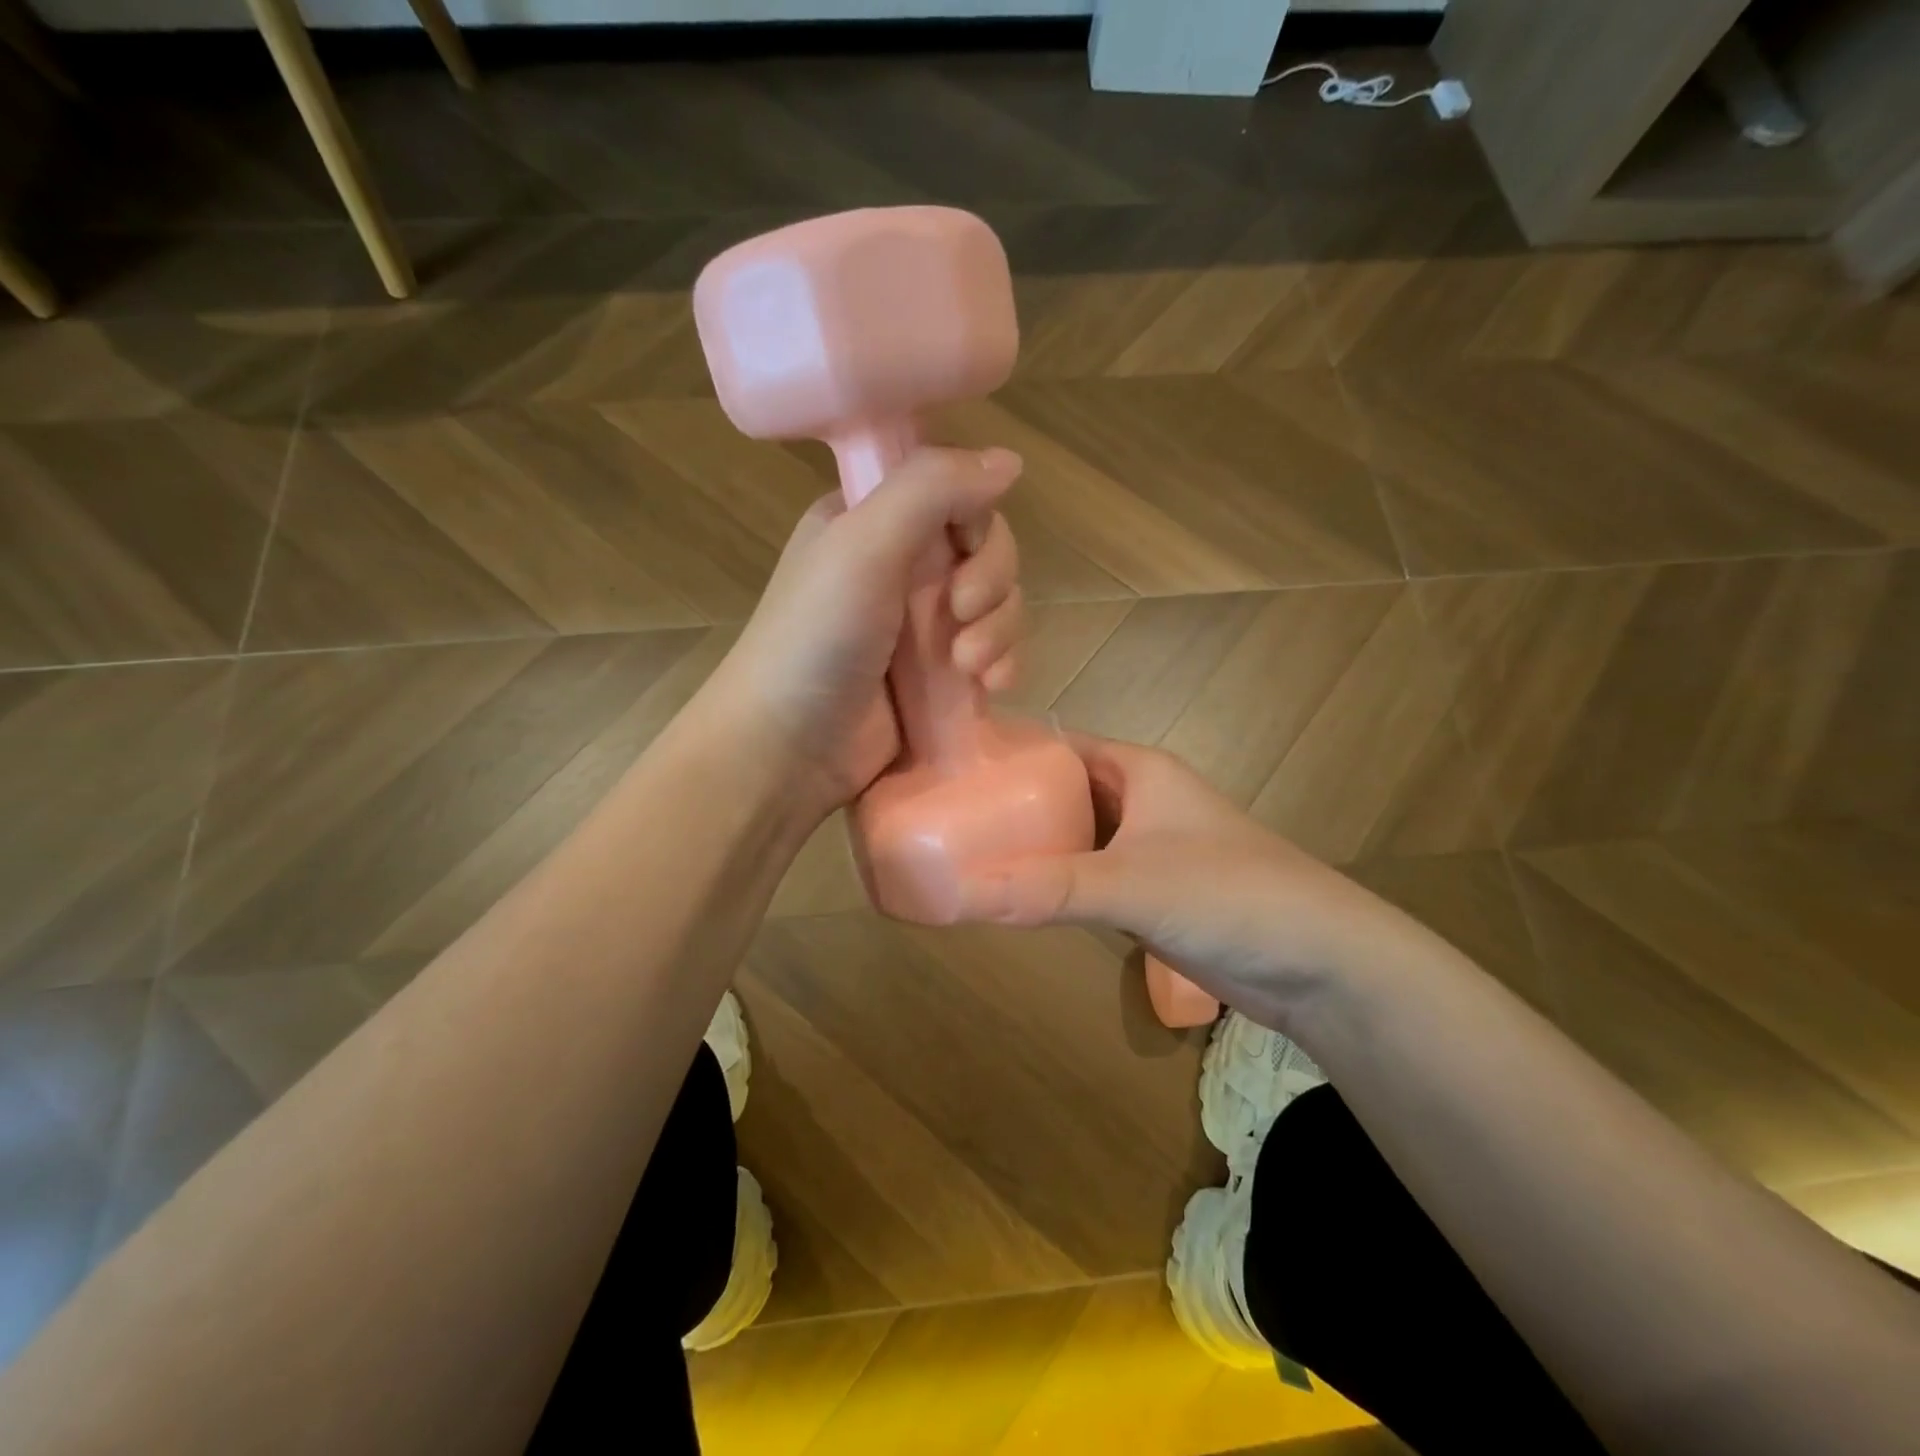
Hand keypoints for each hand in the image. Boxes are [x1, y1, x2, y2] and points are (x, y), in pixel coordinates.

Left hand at [707, 446, 1025, 818]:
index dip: (975, 517)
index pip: (953, 492)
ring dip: (999, 630)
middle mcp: (900, 565)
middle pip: (985, 548)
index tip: (963, 549)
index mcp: (872, 519)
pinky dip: (1002, 663)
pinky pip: (995, 652)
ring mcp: (922, 624)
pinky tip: (991, 687)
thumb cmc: (816, 637)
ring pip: (998, 603)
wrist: (789, 747)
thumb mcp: (865, 545)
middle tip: (962, 613)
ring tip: (969, 666)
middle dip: (991, 582)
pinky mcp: (940, 675)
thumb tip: (1011, 460)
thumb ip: (932, 489)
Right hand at [955, 735, 1425, 1029]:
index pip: (1057, 744)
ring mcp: (1148, 848)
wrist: (1322, 963)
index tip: (947, 767)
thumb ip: (1045, 889)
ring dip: (1031, 848)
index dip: (1006, 751)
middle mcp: (1140, 799)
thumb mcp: (1130, 884)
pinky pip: (1089, 877)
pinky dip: (1055, 884)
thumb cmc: (1229, 895)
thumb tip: (957, 893)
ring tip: (964, 857)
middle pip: (1060, 791)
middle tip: (943, 818)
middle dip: (1009, 803)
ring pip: (1074, 837)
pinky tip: (1016, 898)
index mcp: (1138, 769)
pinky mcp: (1153, 893)